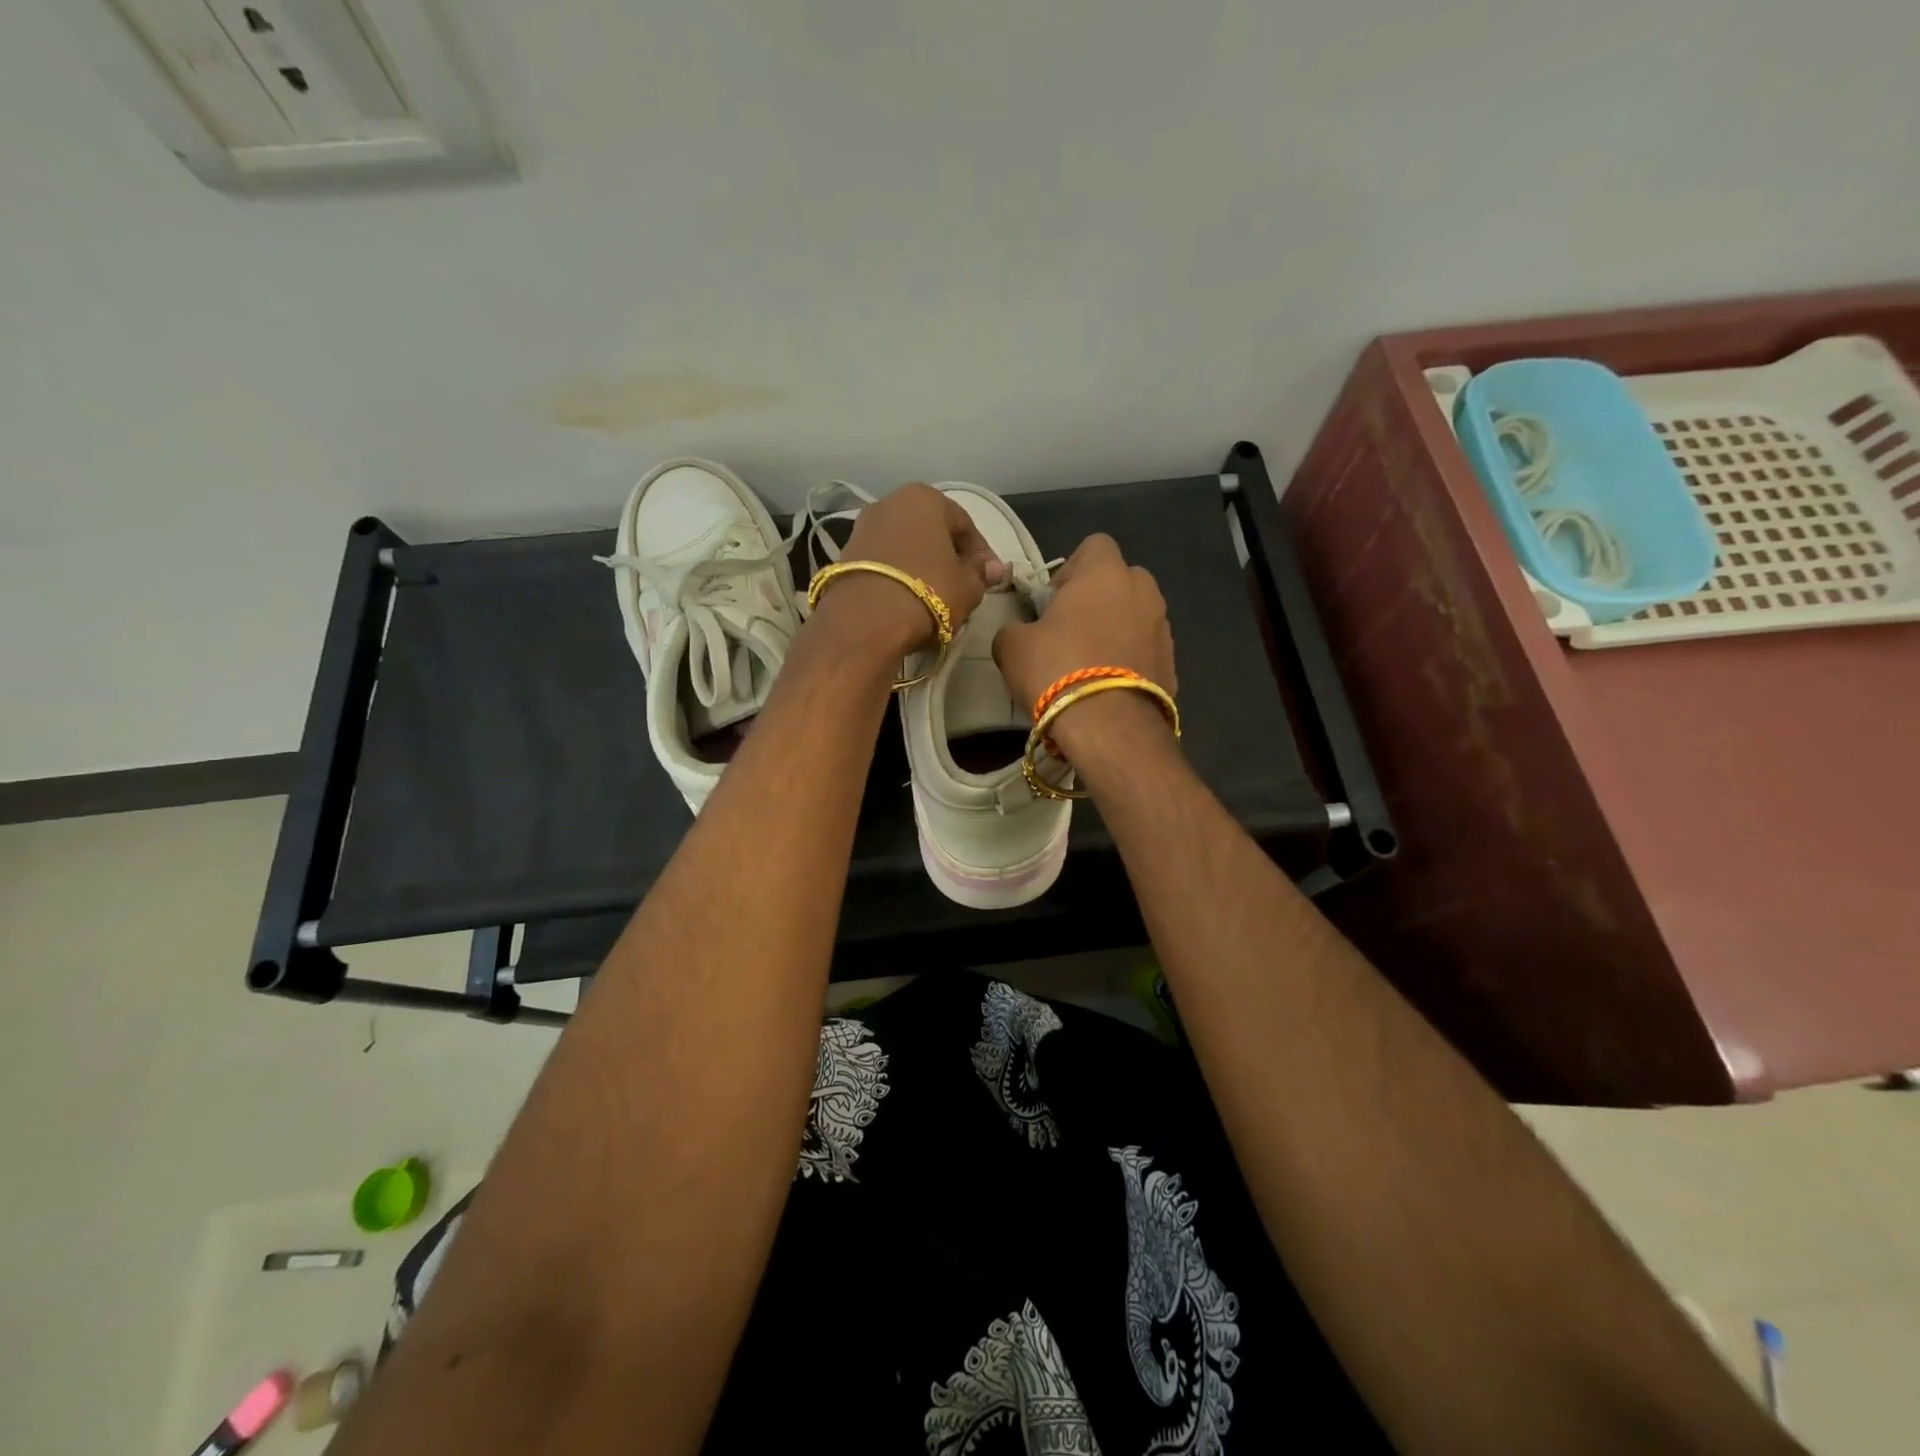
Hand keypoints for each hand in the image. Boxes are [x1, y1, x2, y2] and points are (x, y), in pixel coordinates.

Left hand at [813, 483, 1005, 657]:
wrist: (864, 620)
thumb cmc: (927, 592)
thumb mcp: (968, 586)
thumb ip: (982, 573)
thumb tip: (992, 569)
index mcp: (924, 498)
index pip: (964, 524)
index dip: (982, 554)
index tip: (990, 579)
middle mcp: (890, 502)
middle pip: (931, 532)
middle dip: (948, 557)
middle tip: (963, 587)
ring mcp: (862, 527)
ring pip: (905, 547)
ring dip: (922, 567)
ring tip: (935, 597)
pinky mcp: (844, 555)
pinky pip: (883, 563)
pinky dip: (898, 577)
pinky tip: (907, 601)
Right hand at [992, 533, 1177, 762]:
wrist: (1108, 727)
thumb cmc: (1056, 670)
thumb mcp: (1011, 645)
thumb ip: (1015, 627)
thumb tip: (1022, 632)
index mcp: (1105, 572)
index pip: (1094, 545)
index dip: (1070, 569)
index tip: (1052, 601)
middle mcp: (1143, 590)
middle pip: (1119, 580)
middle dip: (1097, 599)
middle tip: (1069, 631)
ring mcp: (1163, 627)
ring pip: (1135, 615)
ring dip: (1115, 629)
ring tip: (1089, 664)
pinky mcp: (1172, 663)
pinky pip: (1145, 649)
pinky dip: (1129, 659)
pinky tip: (1107, 687)